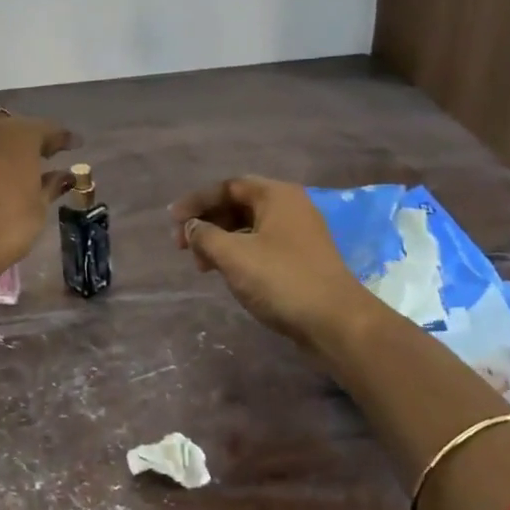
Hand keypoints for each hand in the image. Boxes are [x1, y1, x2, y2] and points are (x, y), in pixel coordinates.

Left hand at [0, 98, 76, 296]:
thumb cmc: (0, 231)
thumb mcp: (35, 213)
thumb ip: (48, 187)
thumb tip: (63, 174)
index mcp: (18, 137)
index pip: (47, 129)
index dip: (61, 137)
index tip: (72, 145)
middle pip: (3, 119)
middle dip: (17, 132)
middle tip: (24, 154)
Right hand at [170, 177, 380, 351]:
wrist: (337, 323)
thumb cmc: (281, 280)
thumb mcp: (234, 255)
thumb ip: (205, 235)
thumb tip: (191, 227)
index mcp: (276, 195)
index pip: (228, 186)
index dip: (196, 201)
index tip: (172, 222)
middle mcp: (290, 207)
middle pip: (238, 205)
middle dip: (207, 223)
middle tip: (184, 247)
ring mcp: (299, 234)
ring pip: (249, 227)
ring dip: (221, 241)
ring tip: (203, 266)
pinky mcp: (302, 259)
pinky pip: (262, 245)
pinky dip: (239, 254)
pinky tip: (227, 274)